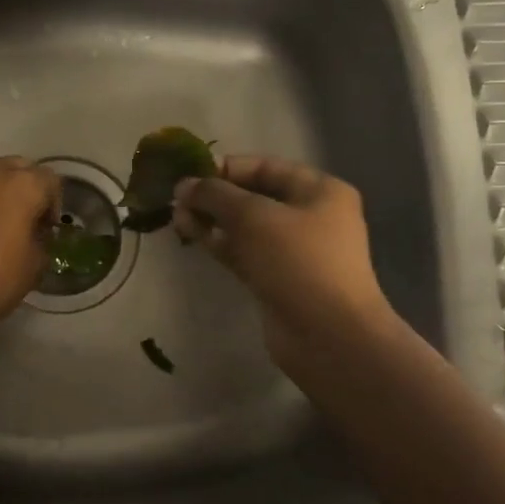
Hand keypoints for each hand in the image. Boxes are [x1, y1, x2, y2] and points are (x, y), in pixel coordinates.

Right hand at [173, 156, 393, 378]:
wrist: (328, 336)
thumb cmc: (297, 261)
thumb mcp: (253, 216)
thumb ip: (215, 194)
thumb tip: (183, 184)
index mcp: (319, 190)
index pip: (265, 167)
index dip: (226, 168)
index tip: (189, 175)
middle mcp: (311, 216)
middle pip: (254, 196)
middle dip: (215, 196)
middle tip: (176, 199)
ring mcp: (295, 251)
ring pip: (246, 226)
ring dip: (213, 220)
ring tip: (176, 217)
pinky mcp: (278, 279)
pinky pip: (245, 252)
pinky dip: (220, 243)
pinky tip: (192, 236)